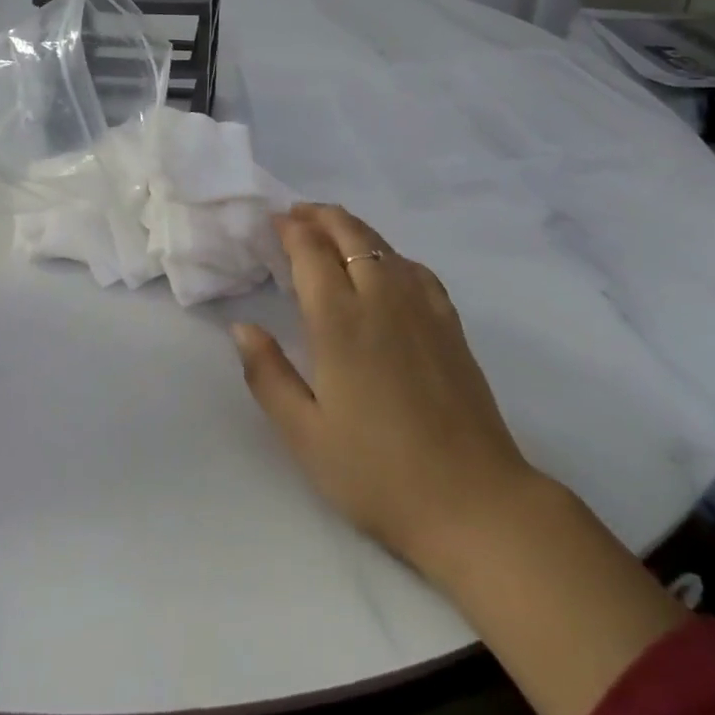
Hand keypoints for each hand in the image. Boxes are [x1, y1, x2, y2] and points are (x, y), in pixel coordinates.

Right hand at [231, 204, 540, 578]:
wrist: (472, 500)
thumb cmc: (377, 473)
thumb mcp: (305, 435)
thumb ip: (268, 375)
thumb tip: (242, 328)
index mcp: (339, 322)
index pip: (311, 253)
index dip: (291, 230)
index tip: (273, 221)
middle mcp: (381, 299)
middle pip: (350, 235)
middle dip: (320, 216)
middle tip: (296, 214)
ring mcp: (422, 308)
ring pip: (383, 246)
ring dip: (352, 228)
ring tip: (331, 230)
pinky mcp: (450, 324)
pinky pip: (415, 269)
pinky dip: (390, 253)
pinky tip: (386, 267)